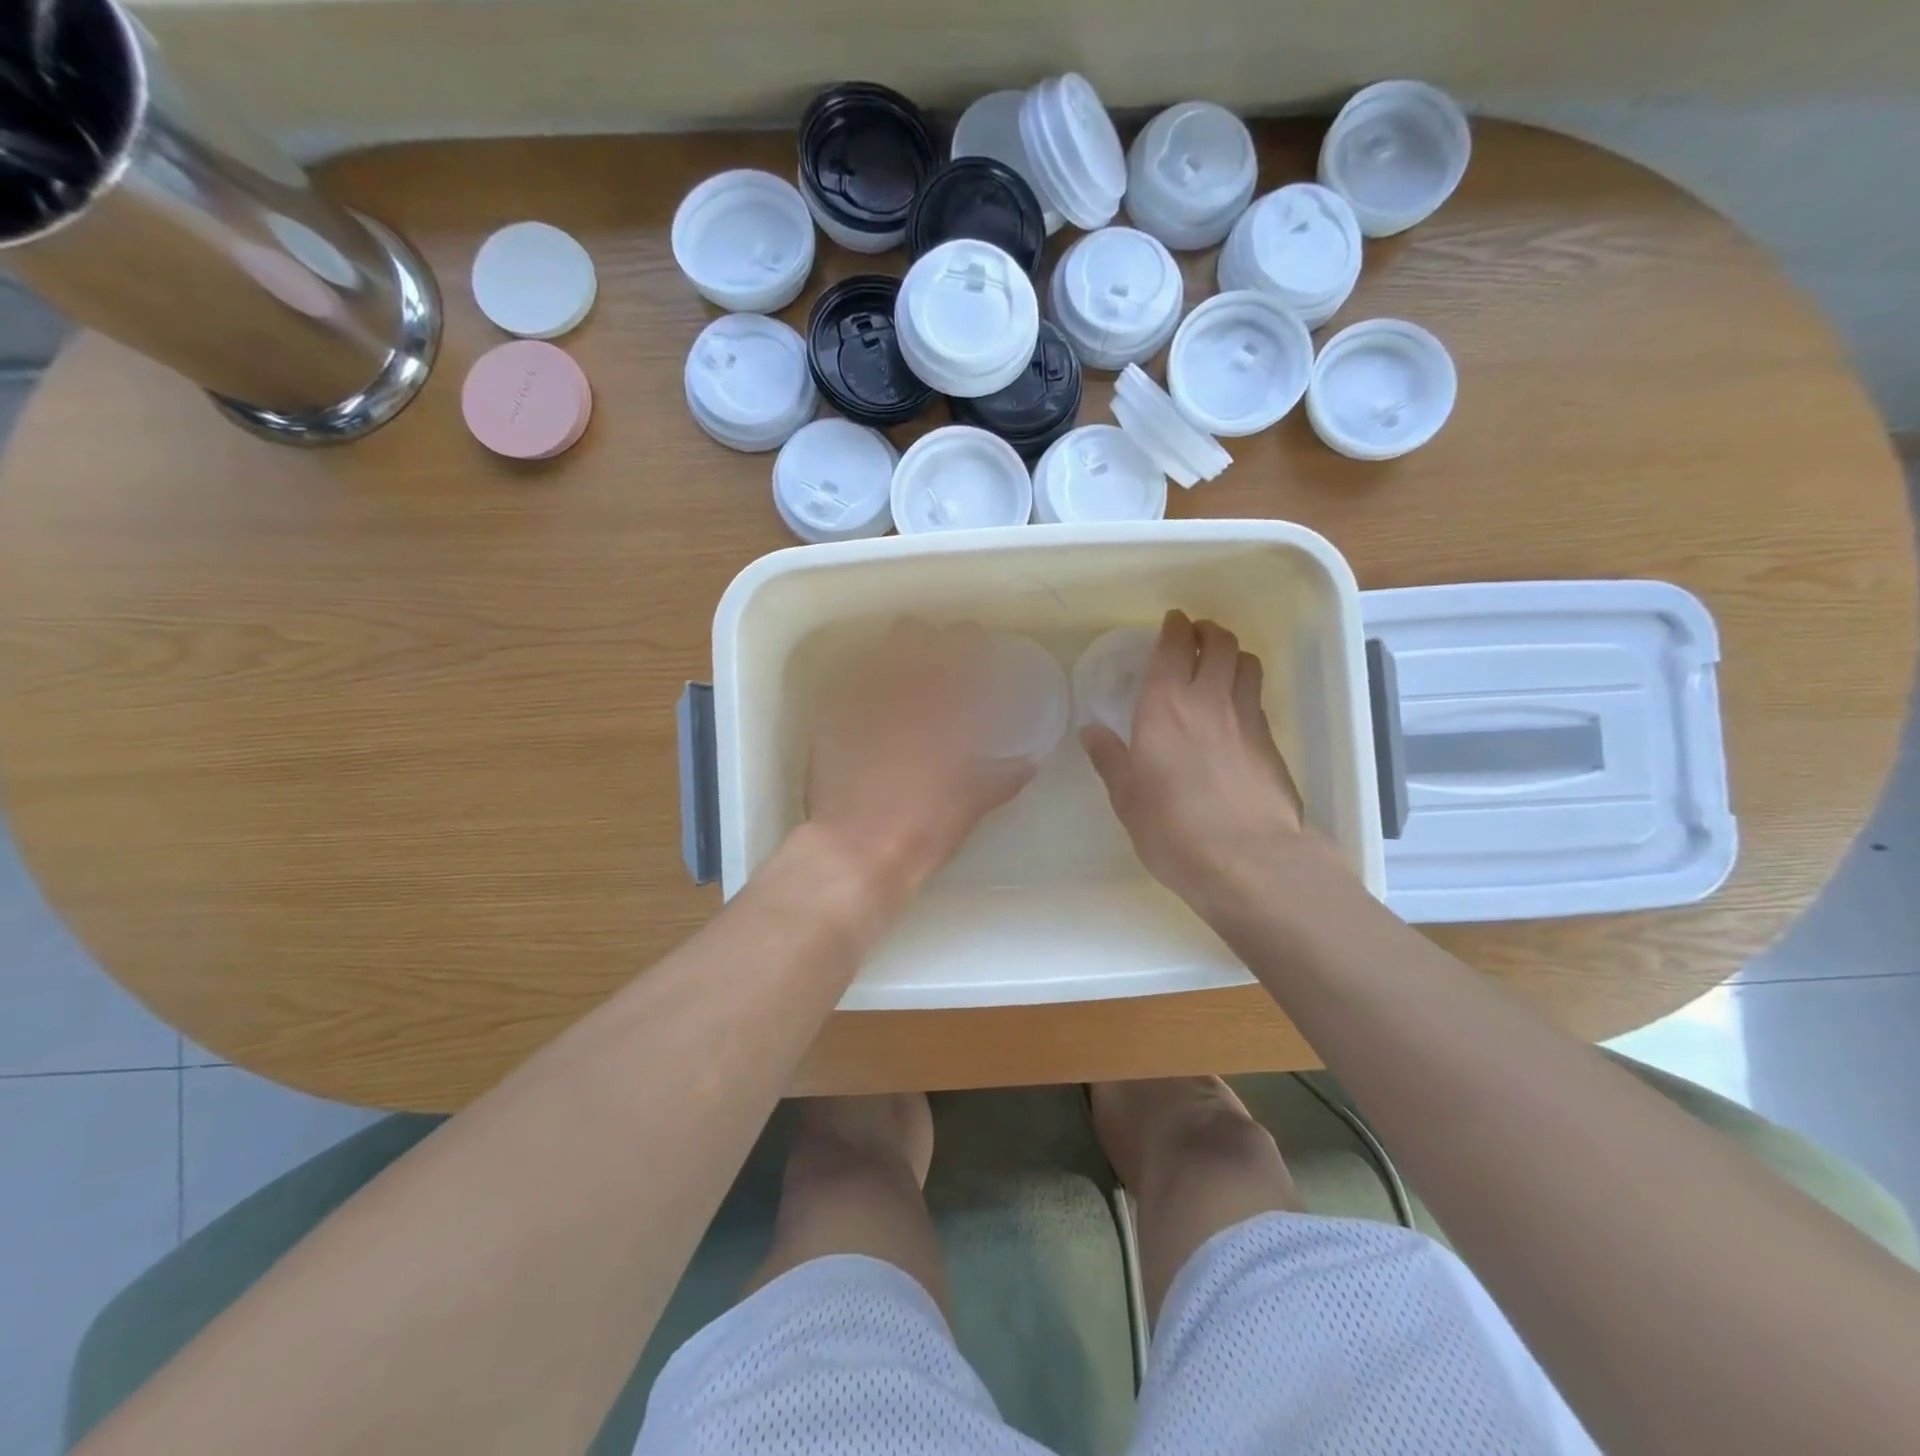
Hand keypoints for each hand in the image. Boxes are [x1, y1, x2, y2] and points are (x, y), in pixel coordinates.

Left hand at [806, 620, 1036, 900]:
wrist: (856, 849)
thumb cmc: (923, 827)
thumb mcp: (973, 802)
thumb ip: (1004, 776)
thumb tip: (1029, 762)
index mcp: (943, 703)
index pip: (962, 645)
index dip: (971, 640)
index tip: (976, 648)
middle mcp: (900, 689)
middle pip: (913, 632)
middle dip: (926, 641)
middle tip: (935, 662)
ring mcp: (859, 698)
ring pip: (876, 652)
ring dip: (892, 659)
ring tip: (899, 683)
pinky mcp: (829, 716)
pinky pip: (846, 683)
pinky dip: (861, 687)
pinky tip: (867, 708)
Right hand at [1082, 611, 1320, 914]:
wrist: (1249, 860)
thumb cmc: (1173, 828)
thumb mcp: (1127, 797)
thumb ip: (1110, 758)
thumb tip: (1092, 732)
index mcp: (1165, 706)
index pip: (1175, 646)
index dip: (1175, 628)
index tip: (1172, 622)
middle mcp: (1209, 699)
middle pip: (1220, 643)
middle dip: (1208, 632)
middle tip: (1196, 637)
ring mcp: (1247, 719)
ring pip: (1247, 664)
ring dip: (1232, 654)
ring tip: (1220, 665)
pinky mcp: (1272, 743)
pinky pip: (1257, 698)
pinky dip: (1245, 689)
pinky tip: (1234, 711)